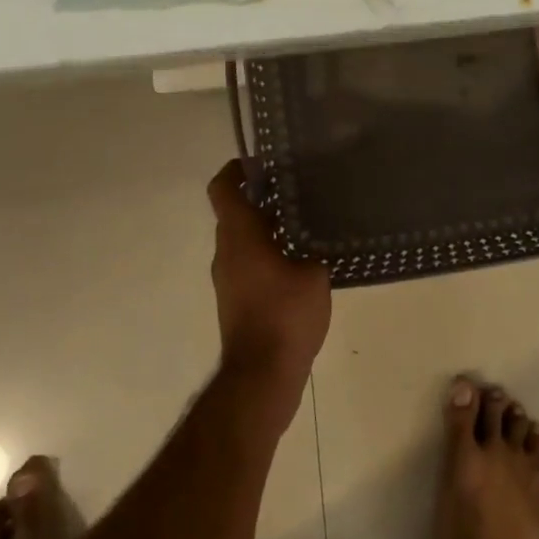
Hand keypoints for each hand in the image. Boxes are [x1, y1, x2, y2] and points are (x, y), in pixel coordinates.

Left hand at [208, 160, 331, 396]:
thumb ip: (314, 247)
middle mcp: (227, 252)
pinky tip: (300, 259)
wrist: (262, 375)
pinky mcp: (236, 300)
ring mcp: (228, 279)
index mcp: (240, 236)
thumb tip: (315, 236)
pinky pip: (248, 262)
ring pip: (242, 239)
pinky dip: (267, 251)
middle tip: (296, 189)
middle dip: (261, 197)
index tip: (259, 162)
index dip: (235, 170)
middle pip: (234, 213)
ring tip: (304, 222)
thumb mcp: (314, 272)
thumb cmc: (286, 315)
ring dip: (265, 227)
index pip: (223, 190)